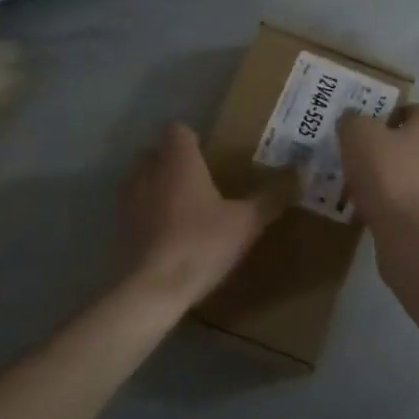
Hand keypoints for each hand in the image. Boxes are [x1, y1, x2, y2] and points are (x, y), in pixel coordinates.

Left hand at [120, 123, 293, 307]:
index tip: (210, 153)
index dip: (192, 138)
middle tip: (200, 178)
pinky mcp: (118, 228)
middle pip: (155, 152)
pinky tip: (168, 234)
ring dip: (157, 187)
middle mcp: (149, 171)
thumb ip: (270, 198)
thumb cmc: (201, 243)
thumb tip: (299, 175)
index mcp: (178, 160)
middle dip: (173, 160)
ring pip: (141, 180)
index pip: (178, 129)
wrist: (153, 289)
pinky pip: (134, 209)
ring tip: (183, 207)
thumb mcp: (246, 223)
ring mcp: (128, 200)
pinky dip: (148, 214)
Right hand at [335, 103, 418, 236]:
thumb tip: (352, 120)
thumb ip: (353, 121)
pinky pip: (398, 203)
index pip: (414, 109)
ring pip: (400, 175)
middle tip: (349, 153)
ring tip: (347, 184)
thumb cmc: (388, 175)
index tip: (361, 122)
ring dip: (376, 178)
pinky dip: (379, 204)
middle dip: (377, 147)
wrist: (413, 238)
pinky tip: (357, 210)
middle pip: (406, 143)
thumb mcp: (359, 135)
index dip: (388, 111)